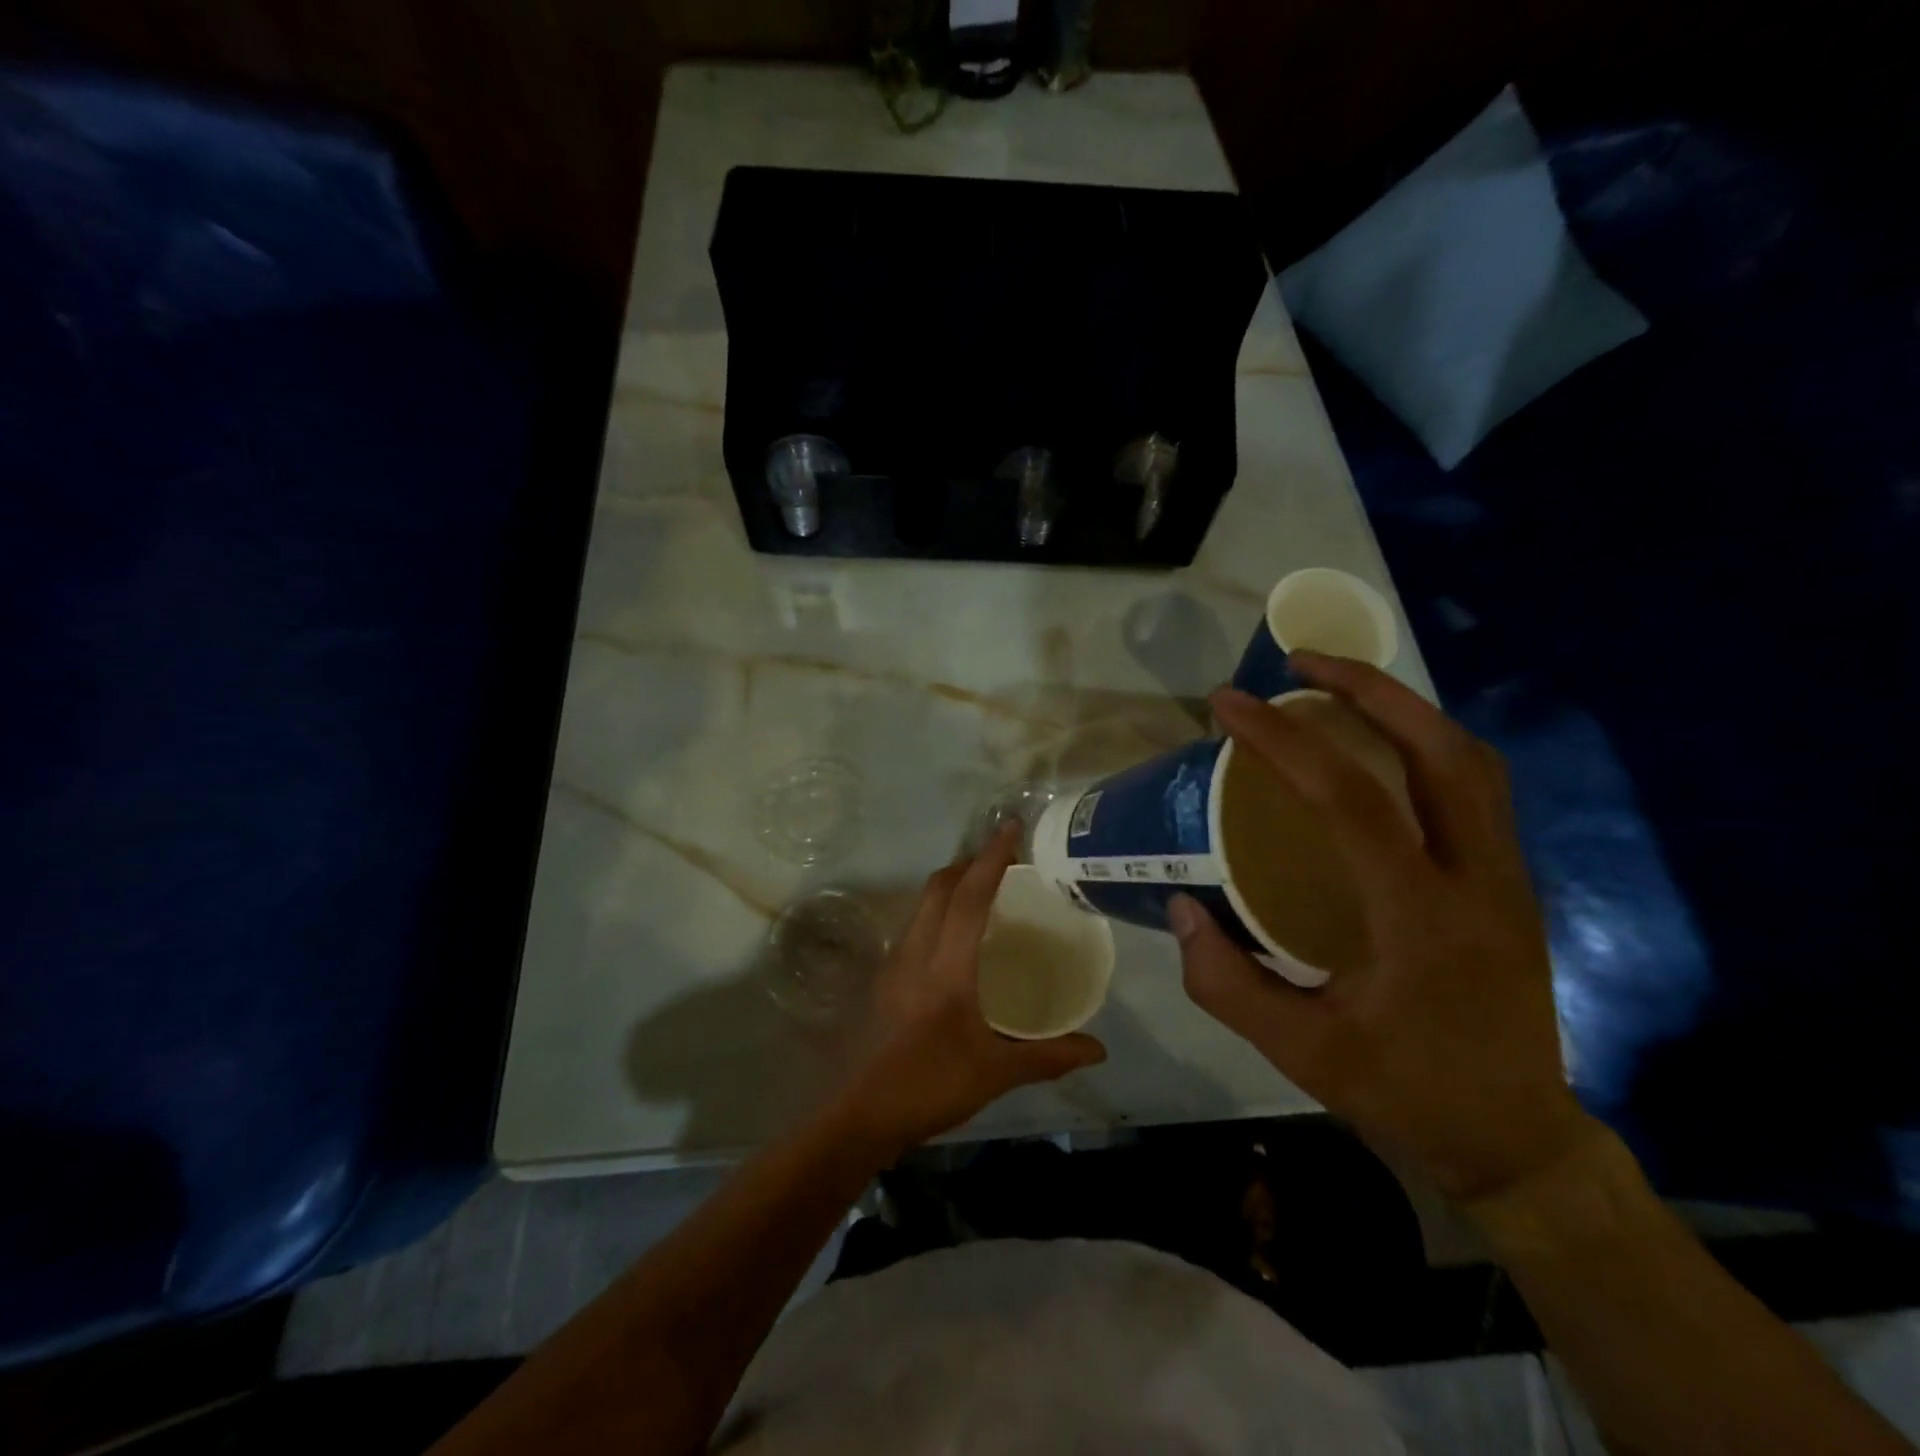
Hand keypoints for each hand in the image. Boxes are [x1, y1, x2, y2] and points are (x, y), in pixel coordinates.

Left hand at [835, 825, 1106, 1160]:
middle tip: (1003, 857)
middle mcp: (916, 951)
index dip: (992, 859)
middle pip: (939, 888)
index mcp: (946, 965)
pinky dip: (938, 911)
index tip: (1010, 828)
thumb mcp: (996, 1072)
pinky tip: (955, 936)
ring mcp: (894, 963)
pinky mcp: (885, 979)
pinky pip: (915, 926)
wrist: (862, 1115)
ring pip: (922, 904)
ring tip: (982, 888)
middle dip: (970, 863)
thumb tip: (1099, 1049)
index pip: (970, 897)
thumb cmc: (931, 1086)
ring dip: (950, 885)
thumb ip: (1048, 1056)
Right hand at [1171, 652, 1590, 1201]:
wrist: (1515, 1140)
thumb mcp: (1299, 1053)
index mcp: (1421, 919)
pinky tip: (1379, 751)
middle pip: (1442, 751)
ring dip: (1404, 709)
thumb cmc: (1405, 1094)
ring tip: (1339, 687)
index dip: (1284, 740)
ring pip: (1471, 761)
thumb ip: (1227, 982)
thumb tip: (1181, 909)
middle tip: (1301, 662)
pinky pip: (1474, 788)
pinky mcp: (1511, 883)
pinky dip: (1424, 746)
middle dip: (1370, 689)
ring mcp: (1508, 878)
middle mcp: (1479, 882)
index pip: (1352, 801)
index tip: (1228, 703)